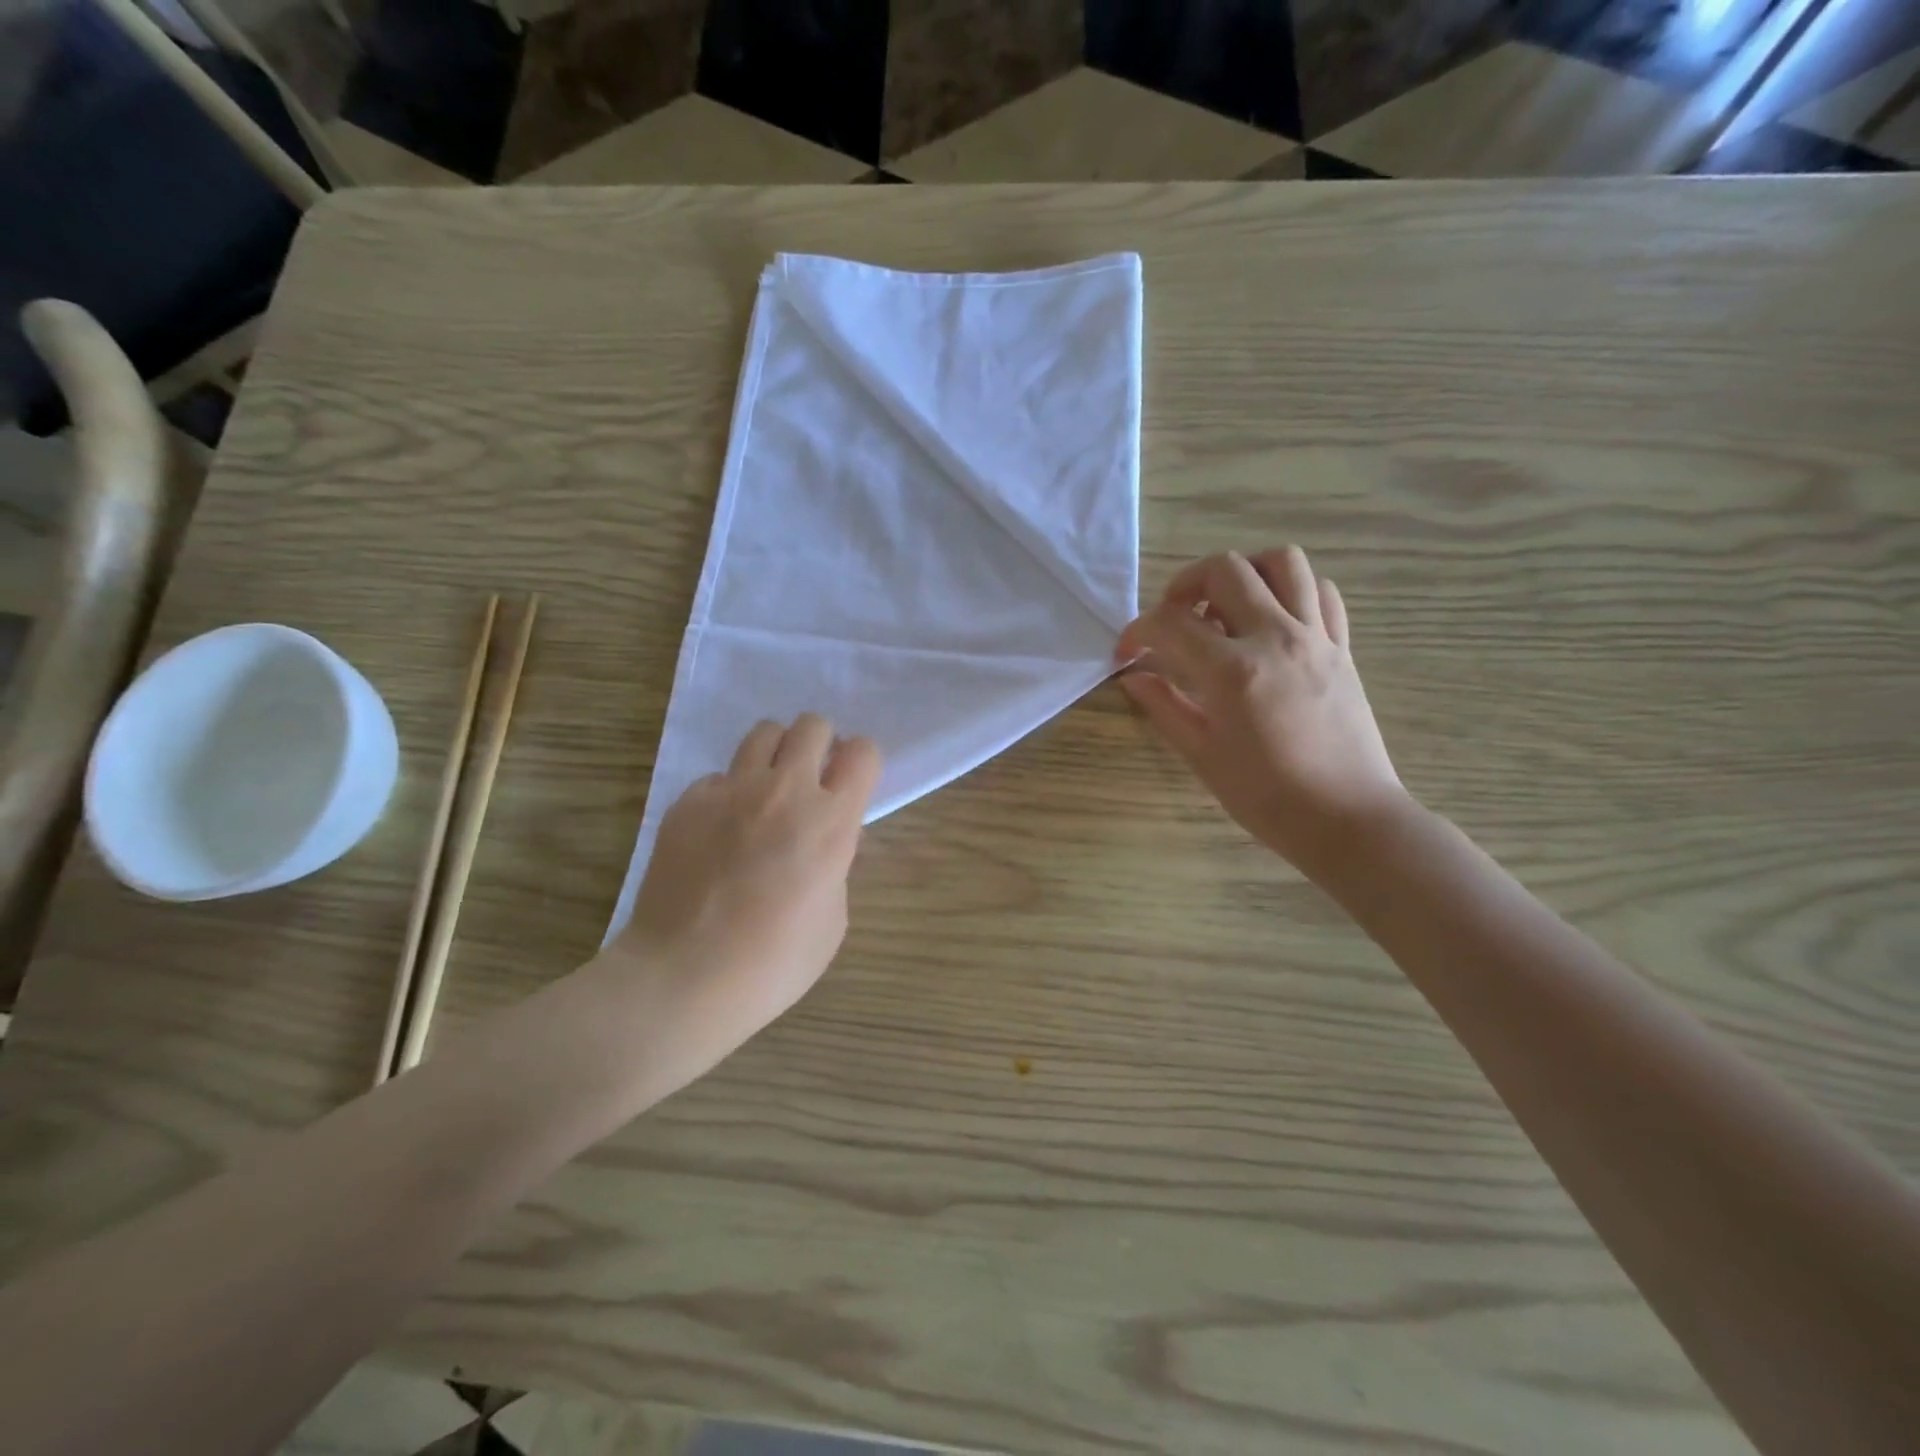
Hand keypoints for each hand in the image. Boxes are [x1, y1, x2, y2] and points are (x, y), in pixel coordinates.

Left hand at [614, 715, 879, 1080]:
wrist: (684, 977)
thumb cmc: (774, 962)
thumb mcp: (833, 918)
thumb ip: (836, 864)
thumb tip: (822, 841)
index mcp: (831, 821)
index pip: (863, 753)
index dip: (862, 762)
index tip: (852, 782)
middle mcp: (785, 791)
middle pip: (813, 726)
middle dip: (820, 745)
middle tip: (812, 780)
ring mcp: (731, 791)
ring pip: (764, 733)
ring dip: (777, 754)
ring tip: (769, 790)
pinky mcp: (689, 802)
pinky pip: (718, 777)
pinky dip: (728, 792)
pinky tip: (721, 830)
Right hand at [1117, 547, 1406, 875]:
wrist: (1347, 818)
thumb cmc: (1266, 796)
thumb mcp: (1202, 755)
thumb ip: (1164, 706)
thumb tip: (1133, 676)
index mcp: (1232, 671)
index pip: (1170, 625)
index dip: (1137, 632)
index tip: (1126, 652)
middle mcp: (1275, 638)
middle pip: (1225, 569)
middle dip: (1185, 585)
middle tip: (1174, 619)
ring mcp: (1315, 637)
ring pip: (1283, 561)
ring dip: (1244, 573)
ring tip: (1225, 608)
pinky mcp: (1342, 647)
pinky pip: (1321, 592)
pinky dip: (1292, 591)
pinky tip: (1272, 621)